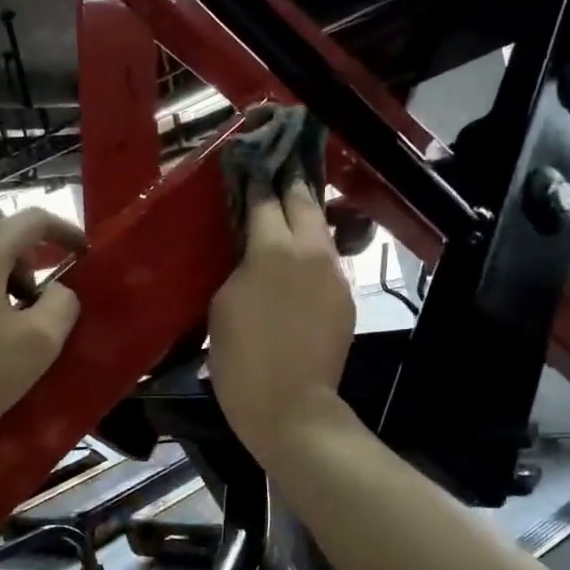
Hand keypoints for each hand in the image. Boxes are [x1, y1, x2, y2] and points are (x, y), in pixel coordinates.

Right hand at [207, 180, 356, 465]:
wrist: (291, 407)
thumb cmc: (241, 358)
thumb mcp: (223, 304)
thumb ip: (241, 266)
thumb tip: (254, 251)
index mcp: (273, 248)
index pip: (265, 199)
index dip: (256, 179)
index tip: (251, 162)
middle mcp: (311, 251)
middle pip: (304, 201)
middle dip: (290, 183)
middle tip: (279, 169)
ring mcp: (335, 274)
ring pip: (322, 231)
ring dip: (306, 216)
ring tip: (290, 208)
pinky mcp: (346, 297)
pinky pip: (328, 262)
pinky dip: (313, 252)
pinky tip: (299, 261)